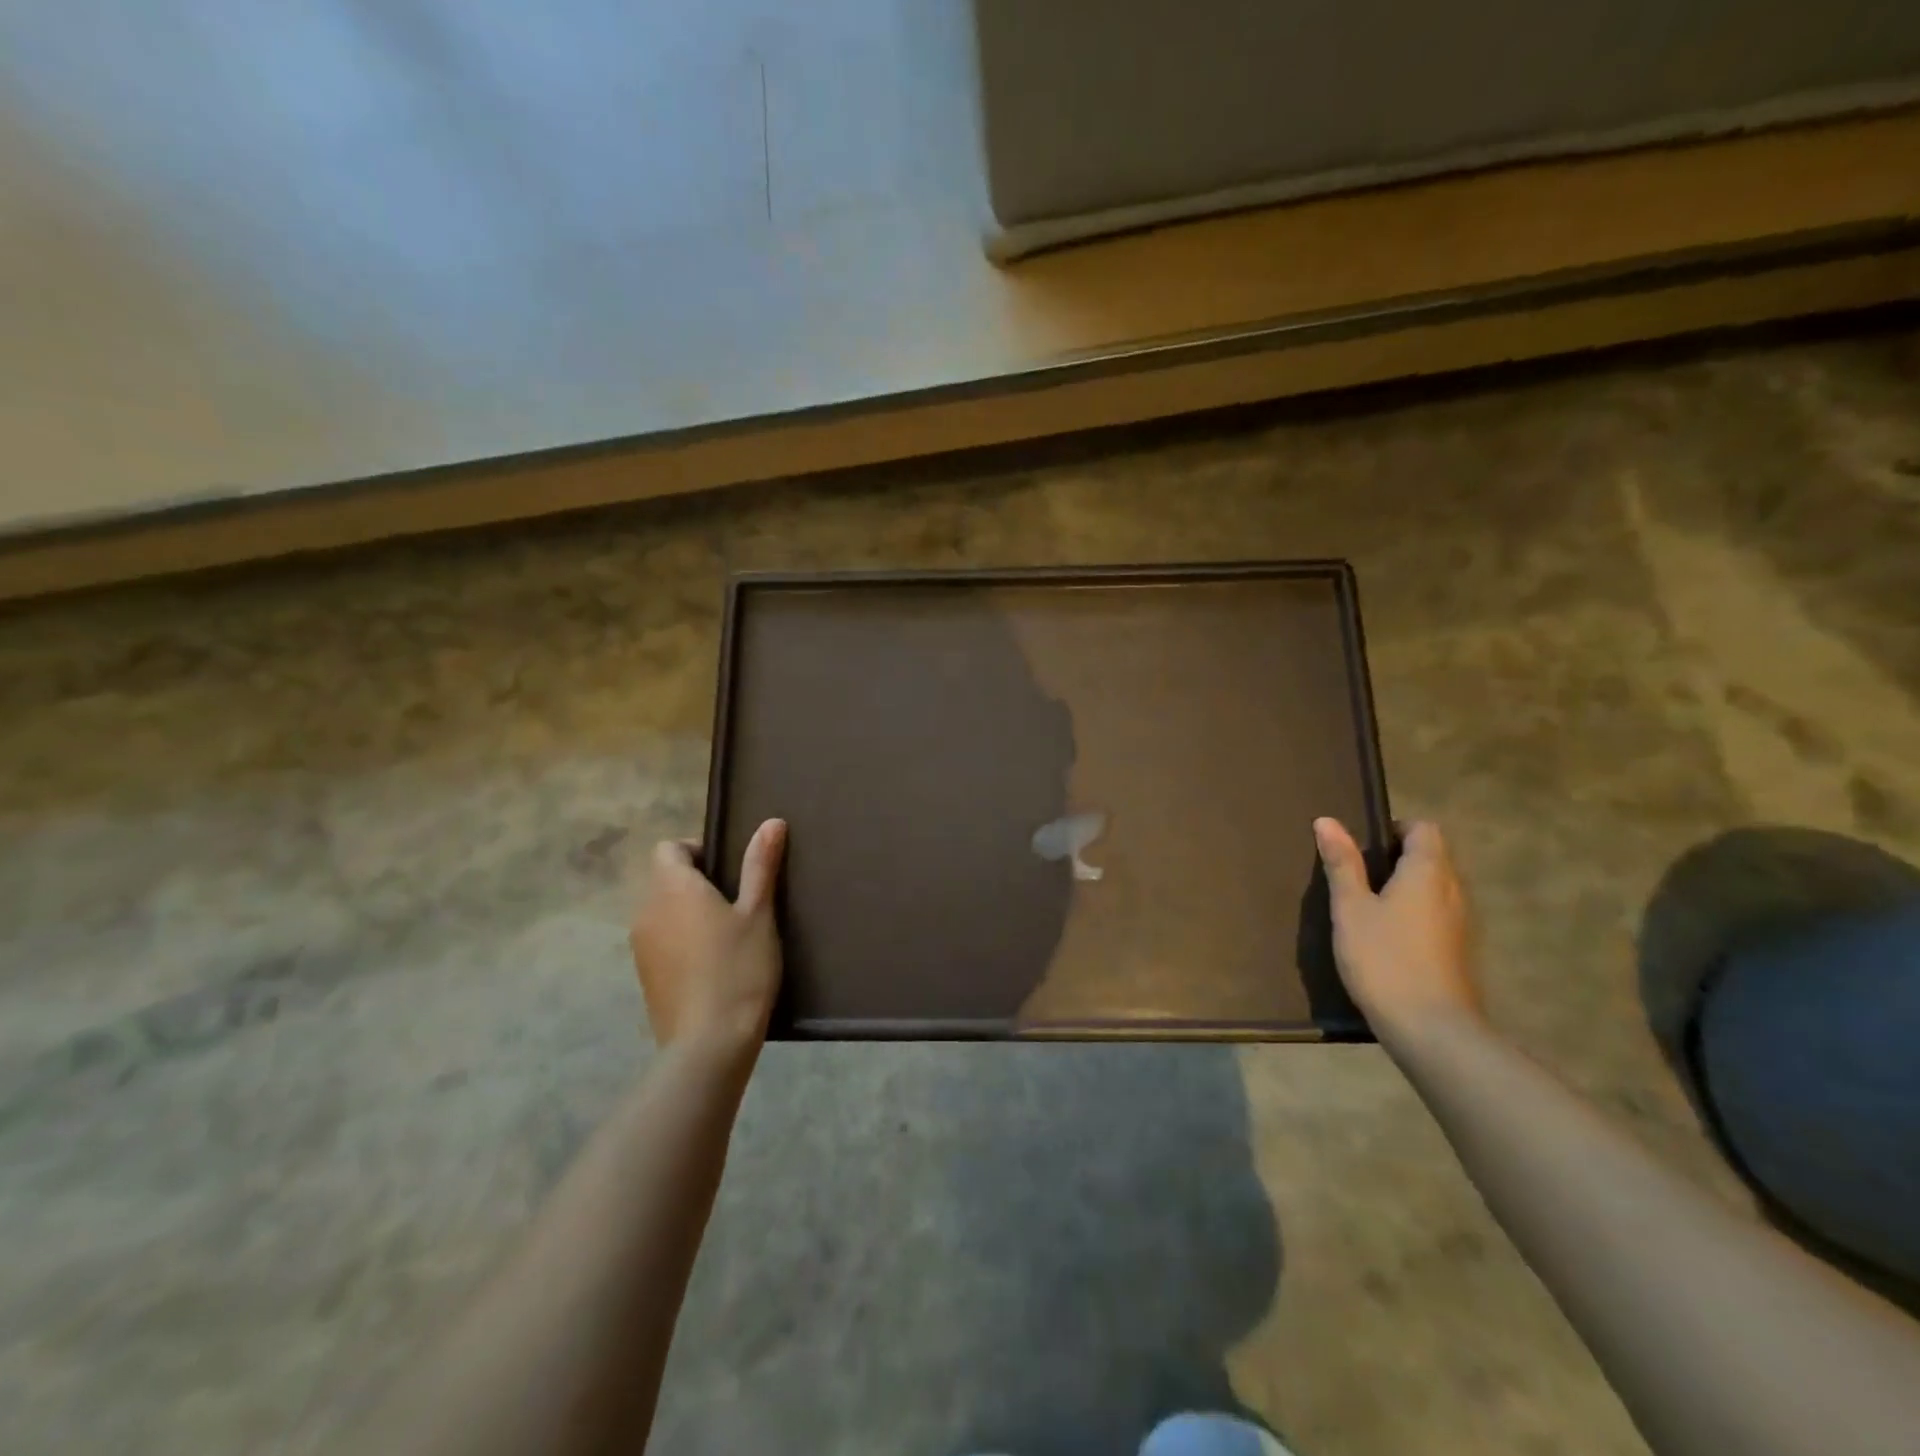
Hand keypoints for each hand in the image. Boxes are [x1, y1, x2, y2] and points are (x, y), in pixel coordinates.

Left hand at [629, 820, 786, 1054]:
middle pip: (664, 879)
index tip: (729, 869)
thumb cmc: (739, 969)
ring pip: (662, 911)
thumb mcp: (758, 914)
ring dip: (688, 912)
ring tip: (727, 933)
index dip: (696, 850)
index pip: (668, 848)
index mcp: (672, 888)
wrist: (709, 1044)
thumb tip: (771, 822)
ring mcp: (641, 947)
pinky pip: (660, 941)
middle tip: (738, 901)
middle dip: (696, 881)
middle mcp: (647, 911)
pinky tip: (712, 964)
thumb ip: (760, 866)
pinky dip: (681, 940)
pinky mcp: (644, 976)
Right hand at [1313, 817, 1481, 1040]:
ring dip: (1406, 888)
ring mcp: (1462, 924)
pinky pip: (1437, 915)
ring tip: (1367, 906)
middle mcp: (1453, 891)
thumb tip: (1328, 821)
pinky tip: (1386, 938)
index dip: (1395, 829)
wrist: (1432, 1030)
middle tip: (1356, 875)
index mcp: (1428, 872)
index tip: (1363, 847)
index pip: (1424, 829)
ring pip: (1435, 888)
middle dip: (1397, 858)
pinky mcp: (1460, 952)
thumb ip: (1342, 864)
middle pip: (1432, 857)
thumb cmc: (1384, 959)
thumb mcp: (1351, 908)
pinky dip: (1414, 914)